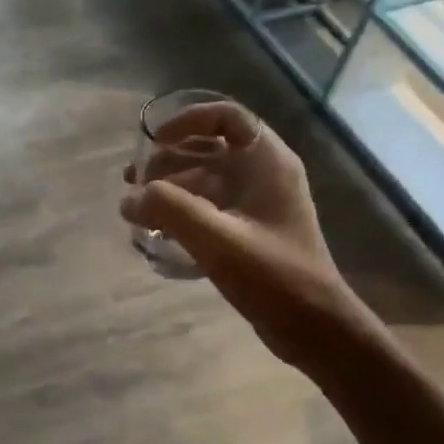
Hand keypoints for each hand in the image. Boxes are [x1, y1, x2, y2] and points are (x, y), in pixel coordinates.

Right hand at [121, 102, 361, 372]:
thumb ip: (169, 210)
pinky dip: (181, 211)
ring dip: (169, 187)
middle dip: (167, 159)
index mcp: (267, 162)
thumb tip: (129, 199)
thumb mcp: (216, 239)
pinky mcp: (249, 231)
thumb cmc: (272, 275)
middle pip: (208, 148)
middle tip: (133, 181)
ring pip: (205, 179)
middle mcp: (264, 174)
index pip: (227, 117)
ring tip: (136, 206)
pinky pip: (208, 207)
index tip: (153, 140)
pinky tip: (157, 230)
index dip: (187, 120)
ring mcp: (257, 204)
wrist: (313, 326)